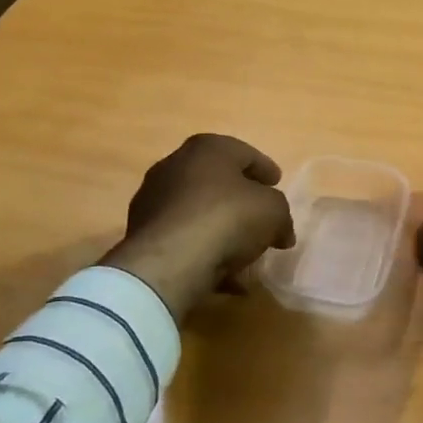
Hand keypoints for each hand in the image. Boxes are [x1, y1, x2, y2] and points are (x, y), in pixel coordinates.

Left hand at [100, 134, 295, 320]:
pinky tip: (223, 273)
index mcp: (208, 148)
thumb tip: (281, 232)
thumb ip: (281, 214)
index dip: (265, 169)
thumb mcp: (274, 211)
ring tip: (243, 250)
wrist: (169, 261)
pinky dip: (203, 250)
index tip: (277, 183)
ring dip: (220, 226)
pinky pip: (183, 237)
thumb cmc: (228, 219)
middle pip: (217, 179)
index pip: (245, 153)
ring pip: (198, 210)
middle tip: (260, 214)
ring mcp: (153, 199)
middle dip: (240, 197)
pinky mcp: (141, 232)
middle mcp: (175, 165)